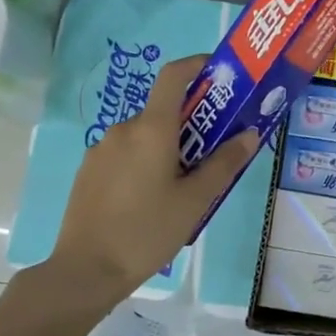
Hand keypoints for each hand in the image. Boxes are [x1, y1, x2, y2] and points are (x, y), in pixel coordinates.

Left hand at [48, 55, 259, 305]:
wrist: (86, 270)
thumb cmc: (148, 231)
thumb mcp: (195, 200)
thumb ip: (224, 163)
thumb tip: (249, 134)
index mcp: (151, 129)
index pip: (173, 76)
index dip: (196, 65)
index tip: (219, 74)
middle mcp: (123, 129)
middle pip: (162, 111)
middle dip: (190, 123)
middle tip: (213, 153)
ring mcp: (101, 149)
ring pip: (143, 136)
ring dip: (167, 147)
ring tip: (183, 186)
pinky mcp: (88, 171)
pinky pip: (125, 154)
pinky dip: (144, 162)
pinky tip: (150, 200)